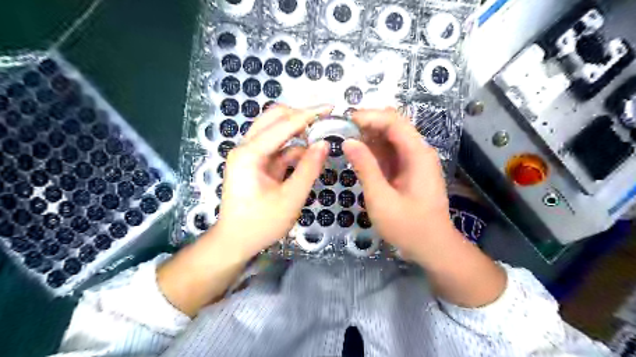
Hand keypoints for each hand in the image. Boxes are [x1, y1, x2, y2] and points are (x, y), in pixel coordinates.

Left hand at [156, 105, 329, 316]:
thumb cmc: (260, 224)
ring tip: (320, 139)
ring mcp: (250, 154)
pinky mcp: (256, 163)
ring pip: (276, 131)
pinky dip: (294, 150)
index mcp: (249, 154)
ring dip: (298, 133)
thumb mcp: (290, 198)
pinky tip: (308, 157)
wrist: (235, 242)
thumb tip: (324, 143)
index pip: (283, 124)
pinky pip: (277, 148)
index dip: (309, 114)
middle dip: (300, 117)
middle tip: (324, 121)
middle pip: (274, 118)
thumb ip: (309, 169)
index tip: (330, 107)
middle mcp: (246, 147)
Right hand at [346, 107, 453, 260]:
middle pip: (393, 126)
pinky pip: (391, 153)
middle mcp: (419, 151)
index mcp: (417, 154)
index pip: (394, 121)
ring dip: (369, 138)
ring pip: (391, 139)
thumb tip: (348, 141)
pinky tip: (360, 157)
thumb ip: (365, 167)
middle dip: (368, 125)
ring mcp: (415, 161)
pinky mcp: (410, 170)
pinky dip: (374, 152)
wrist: (432, 247)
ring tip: (347, 143)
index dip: (369, 116)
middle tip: (342, 132)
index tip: (345, 121)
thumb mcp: (381, 198)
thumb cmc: (407, 226)